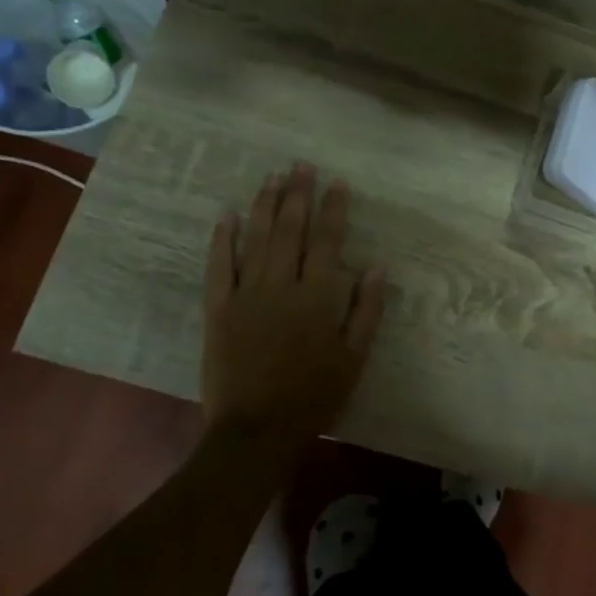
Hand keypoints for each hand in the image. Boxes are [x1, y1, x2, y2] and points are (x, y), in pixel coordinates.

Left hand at [202, 163, 385, 446]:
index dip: (334, 210)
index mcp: (318, 298)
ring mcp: (246, 295)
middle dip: (298, 195)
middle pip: (291, 231)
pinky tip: (227, 215)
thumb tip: (376, 267)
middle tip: (301, 165)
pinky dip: (223, 240)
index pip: (328, 243)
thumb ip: (366, 311)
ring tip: (271, 178)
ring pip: (256, 240)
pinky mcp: (218, 310)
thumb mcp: (354, 358)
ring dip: (265, 206)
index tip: (337, 183)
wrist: (257, 430)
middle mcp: (282, 286)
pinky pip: (219, 267)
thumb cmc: (314, 396)